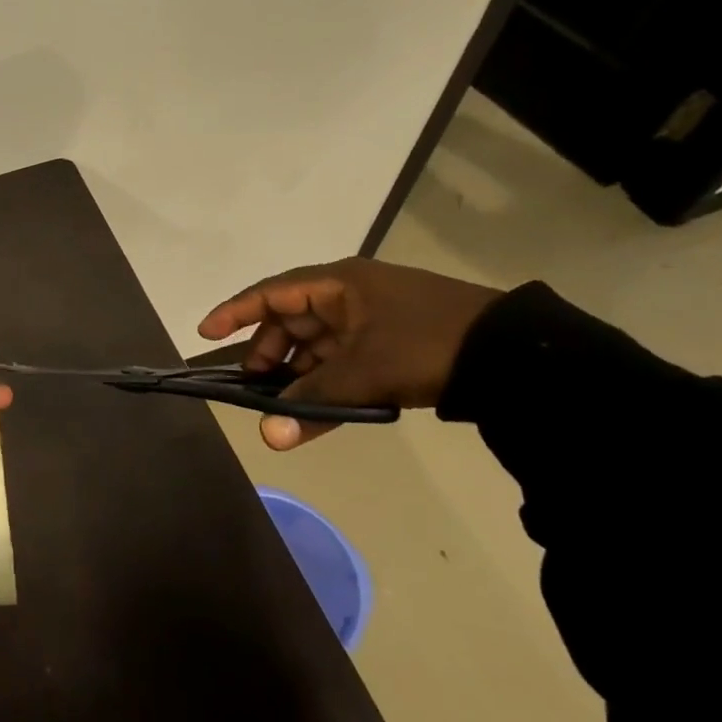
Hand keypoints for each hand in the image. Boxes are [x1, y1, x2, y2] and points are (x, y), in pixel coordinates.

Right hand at [197, 257, 501, 450]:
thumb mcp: (365, 371)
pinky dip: (326, 383)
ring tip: (282, 405)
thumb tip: (268, 437)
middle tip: (252, 384)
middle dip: (268, 351)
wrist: (516, 356)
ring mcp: (370, 320)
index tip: (205, 333)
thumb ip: (313, 401)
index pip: (271, 293)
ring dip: (297, 373)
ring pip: (316, 344)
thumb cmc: (427, 344)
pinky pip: (341, 361)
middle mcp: (349, 295)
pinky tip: (316, 410)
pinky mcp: (389, 344)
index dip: (235, 312)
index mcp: (339, 283)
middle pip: (290, 319)